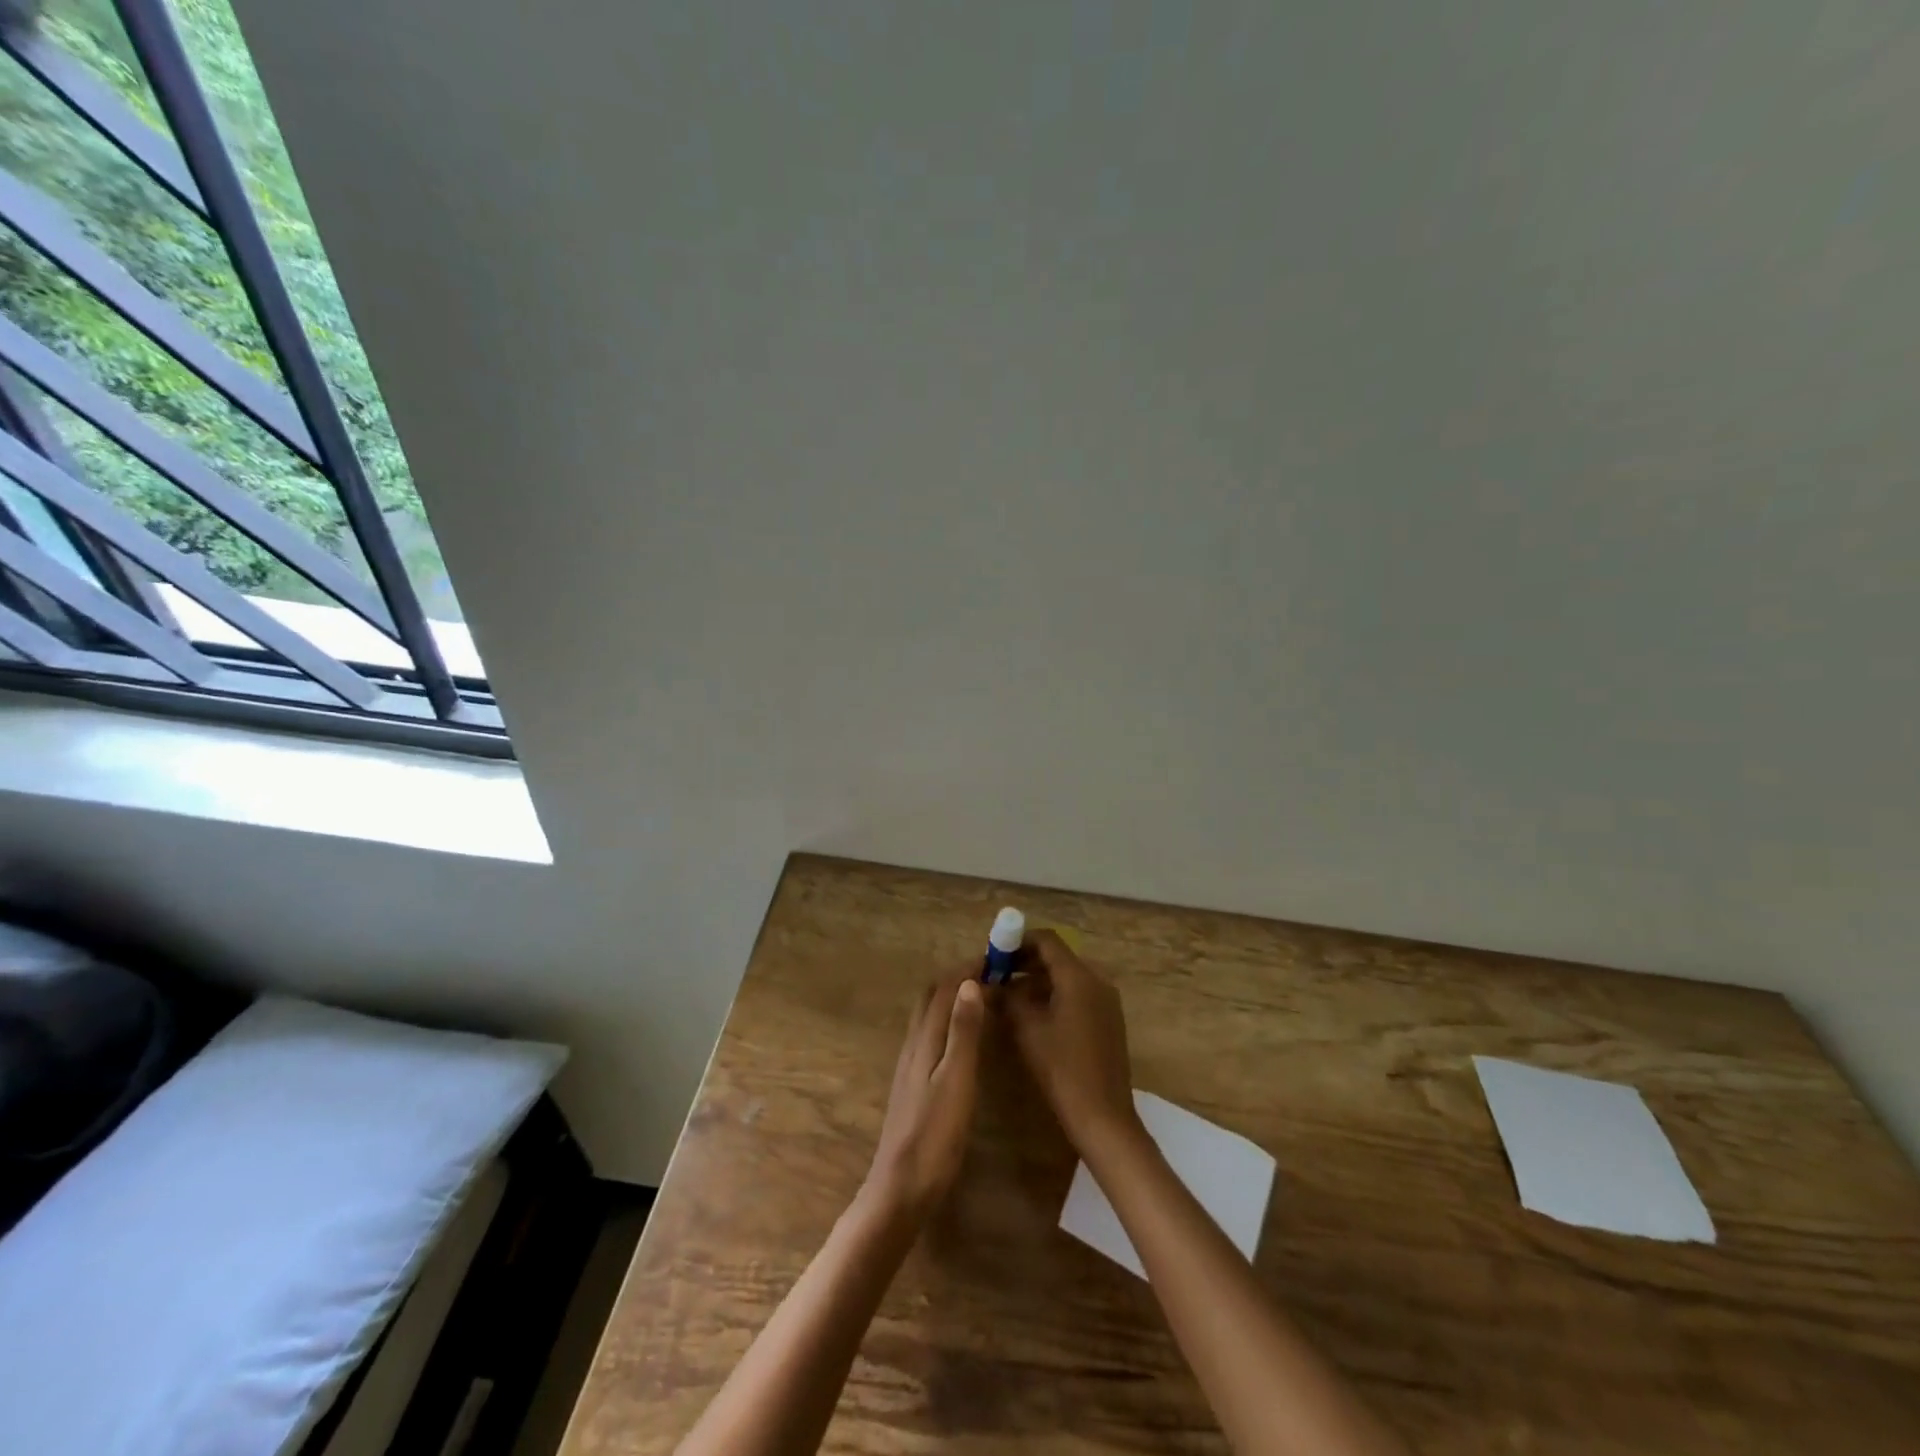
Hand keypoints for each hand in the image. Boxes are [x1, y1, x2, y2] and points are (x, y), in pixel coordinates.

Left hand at [864, 971, 986, 1221]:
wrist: (900, 1189)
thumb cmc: (935, 1136)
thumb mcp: (956, 1080)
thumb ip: (963, 1032)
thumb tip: (969, 982)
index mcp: (924, 1040)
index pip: (944, 988)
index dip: (967, 968)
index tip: (996, 958)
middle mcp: (913, 1044)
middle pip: (931, 997)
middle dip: (957, 977)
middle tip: (990, 973)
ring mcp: (910, 1065)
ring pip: (928, 1015)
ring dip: (951, 997)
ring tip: (981, 996)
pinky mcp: (913, 1084)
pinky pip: (929, 1035)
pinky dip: (947, 1020)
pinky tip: (962, 1038)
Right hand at [1005, 930, 1140, 1152]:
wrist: (1103, 1116)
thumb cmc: (1062, 1069)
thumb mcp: (1027, 1029)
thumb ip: (1007, 997)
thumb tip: (989, 982)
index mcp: (1079, 977)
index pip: (1047, 940)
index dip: (1017, 941)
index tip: (994, 954)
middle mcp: (1097, 980)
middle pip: (1057, 957)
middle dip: (1025, 961)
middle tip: (996, 975)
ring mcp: (1106, 1000)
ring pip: (1067, 976)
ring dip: (1037, 980)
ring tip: (1007, 995)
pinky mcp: (1107, 1019)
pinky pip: (1077, 993)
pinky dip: (1053, 994)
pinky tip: (1032, 1014)